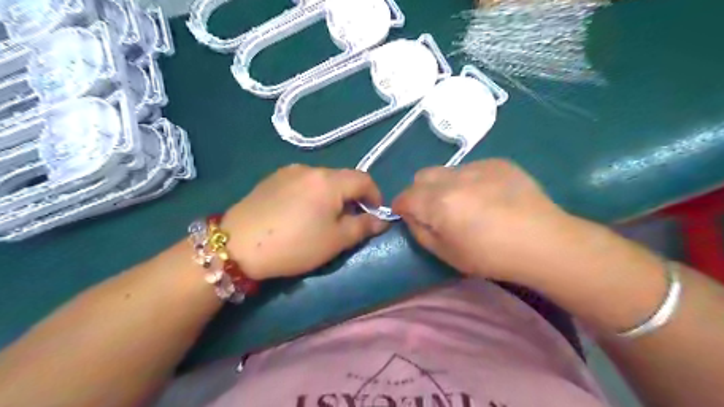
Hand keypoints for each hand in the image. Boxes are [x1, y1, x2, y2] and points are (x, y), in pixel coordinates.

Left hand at [223, 164, 387, 279]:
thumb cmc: (295, 244)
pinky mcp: (271, 179)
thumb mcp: (336, 240)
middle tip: (349, 221)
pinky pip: (302, 182)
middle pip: (342, 178)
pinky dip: (311, 194)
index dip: (375, 196)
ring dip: (331, 196)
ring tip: (323, 218)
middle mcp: (310, 168)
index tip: (374, 215)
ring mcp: (288, 171)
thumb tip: (381, 220)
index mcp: (329, 180)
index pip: (364, 179)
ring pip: (321, 180)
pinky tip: (299, 213)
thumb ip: (363, 227)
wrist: (237, 245)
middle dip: (353, 197)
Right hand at [390, 158, 577, 282]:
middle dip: (419, 192)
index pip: (405, 196)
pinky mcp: (498, 162)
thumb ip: (421, 232)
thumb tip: (412, 216)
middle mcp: (453, 178)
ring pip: (446, 171)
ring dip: (444, 185)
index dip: (401, 206)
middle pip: (421, 176)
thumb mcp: (447, 254)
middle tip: (434, 210)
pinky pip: (471, 168)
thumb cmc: (492, 256)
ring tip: (465, 203)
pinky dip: (468, 180)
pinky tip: (488, 196)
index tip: (406, 215)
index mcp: (438, 203)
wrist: (544, 242)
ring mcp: (477, 166)